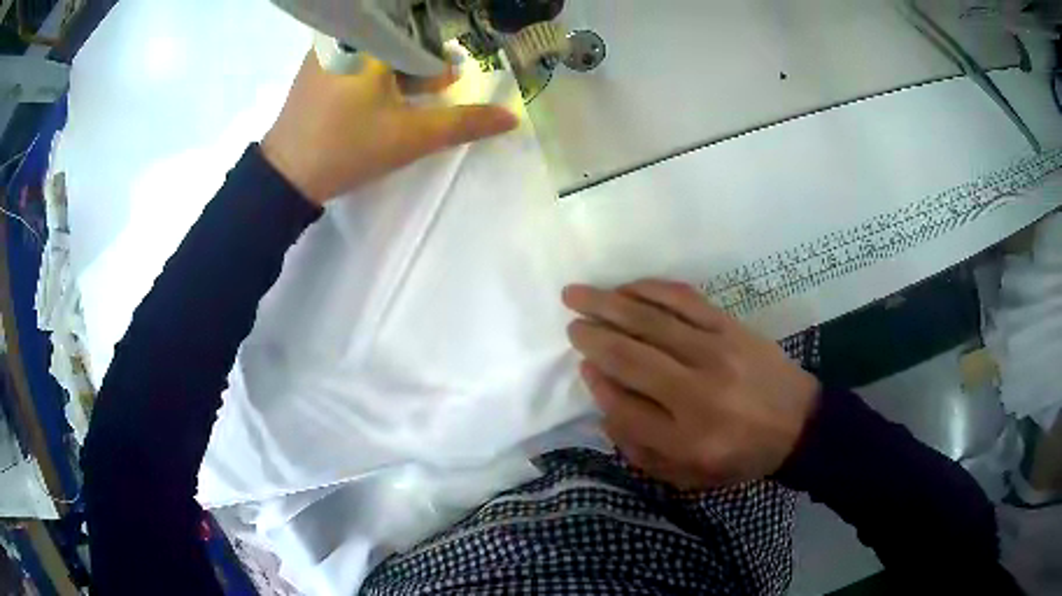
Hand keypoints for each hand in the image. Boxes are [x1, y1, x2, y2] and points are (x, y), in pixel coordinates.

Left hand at [262, 52, 518, 204]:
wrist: (286, 177)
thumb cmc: (349, 150)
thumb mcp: (412, 137)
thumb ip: (464, 123)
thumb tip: (511, 118)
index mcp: (371, 42)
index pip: (421, 30)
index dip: (441, 53)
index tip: (447, 80)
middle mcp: (346, 36)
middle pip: (398, 34)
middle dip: (420, 59)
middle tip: (433, 88)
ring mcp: (325, 49)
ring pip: (376, 43)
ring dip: (397, 64)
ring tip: (406, 96)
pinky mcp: (313, 66)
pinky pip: (354, 52)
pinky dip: (373, 67)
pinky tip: (375, 95)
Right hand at [563, 280, 820, 488]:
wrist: (799, 424)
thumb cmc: (741, 456)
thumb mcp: (690, 476)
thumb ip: (642, 448)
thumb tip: (605, 402)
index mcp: (688, 439)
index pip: (624, 409)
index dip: (598, 386)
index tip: (585, 368)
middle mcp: (698, 393)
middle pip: (630, 358)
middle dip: (592, 337)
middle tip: (570, 323)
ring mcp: (716, 352)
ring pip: (651, 322)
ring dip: (608, 304)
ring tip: (577, 294)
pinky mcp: (731, 327)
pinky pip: (684, 299)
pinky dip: (649, 289)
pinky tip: (627, 287)